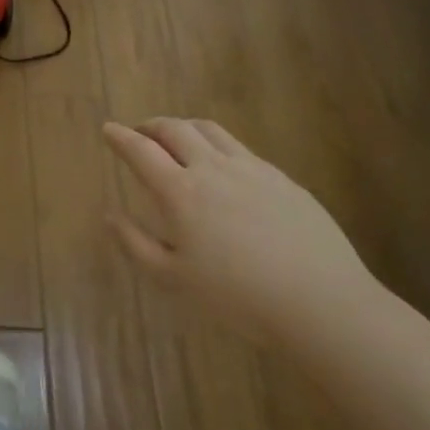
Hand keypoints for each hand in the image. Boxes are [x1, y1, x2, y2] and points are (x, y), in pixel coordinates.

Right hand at [103, 117, 379, 346]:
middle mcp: (212, 168)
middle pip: (174, 129)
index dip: (120, 137)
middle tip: (140, 133)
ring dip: (184, 127)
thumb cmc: (238, 298)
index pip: (141, 151)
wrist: (321, 303)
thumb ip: (136, 244)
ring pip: (209, 130)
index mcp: (181, 192)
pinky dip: (217, 144)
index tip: (108, 129)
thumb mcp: (174, 280)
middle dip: (151, 126)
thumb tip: (110, 215)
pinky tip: (222, 165)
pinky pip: (240, 148)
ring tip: (177, 139)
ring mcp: (251, 169)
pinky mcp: (281, 178)